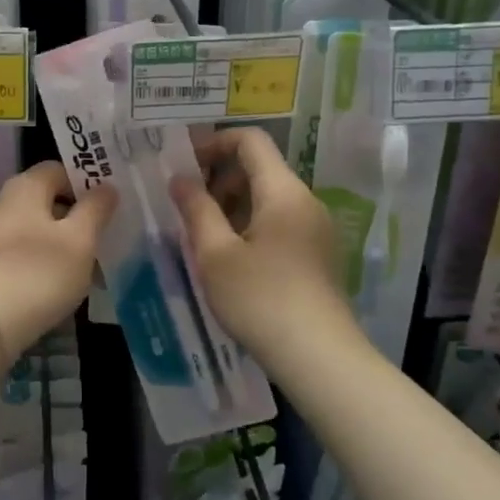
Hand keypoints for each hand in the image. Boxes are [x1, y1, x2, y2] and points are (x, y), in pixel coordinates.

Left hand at [0, 163, 116, 356]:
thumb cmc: (40, 272)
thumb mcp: (80, 239)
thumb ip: (95, 209)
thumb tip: (105, 187)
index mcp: (24, 187)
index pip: (58, 169)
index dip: (84, 183)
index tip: (106, 207)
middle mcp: (1, 202)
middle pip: (44, 199)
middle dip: (73, 216)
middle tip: (99, 238)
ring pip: (32, 227)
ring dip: (58, 241)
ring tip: (83, 267)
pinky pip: (19, 251)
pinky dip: (39, 260)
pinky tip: (55, 284)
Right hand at [170, 126, 346, 360]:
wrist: (320, 359)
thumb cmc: (261, 300)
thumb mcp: (215, 254)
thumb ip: (196, 209)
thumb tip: (179, 178)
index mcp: (283, 191)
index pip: (250, 140)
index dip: (213, 143)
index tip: (183, 166)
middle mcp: (305, 201)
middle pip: (260, 167)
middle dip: (219, 177)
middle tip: (186, 204)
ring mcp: (316, 229)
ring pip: (268, 197)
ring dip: (232, 204)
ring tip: (202, 233)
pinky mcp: (318, 255)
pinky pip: (280, 221)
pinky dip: (250, 224)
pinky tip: (229, 257)